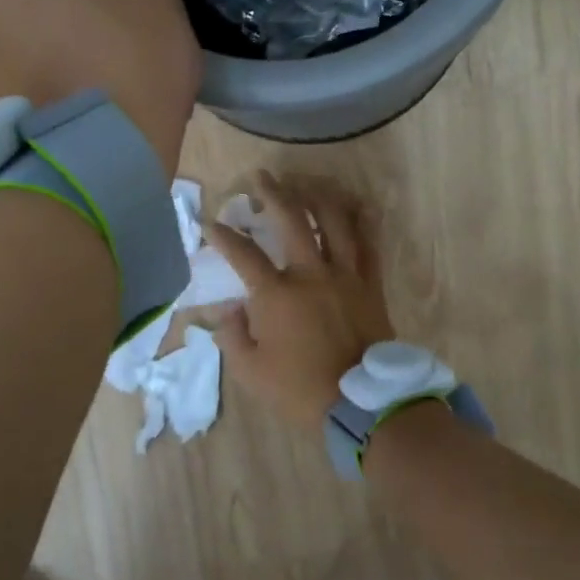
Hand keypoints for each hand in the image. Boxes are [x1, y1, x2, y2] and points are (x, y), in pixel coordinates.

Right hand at [210, 172, 395, 429]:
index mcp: (277, 294)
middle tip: (261, 177)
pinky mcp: (370, 283)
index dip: (222, 234)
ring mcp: (345, 275)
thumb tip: (229, 309)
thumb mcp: (250, 371)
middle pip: (291, 220)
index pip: (243, 253)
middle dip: (273, 193)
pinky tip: (356, 205)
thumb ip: (232, 335)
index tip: (209, 222)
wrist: (361, 402)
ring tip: (306, 183)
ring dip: (317, 196)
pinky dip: (362, 220)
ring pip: (334, 221)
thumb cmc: (300, 389)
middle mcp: (311, 273)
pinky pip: (369, 243)